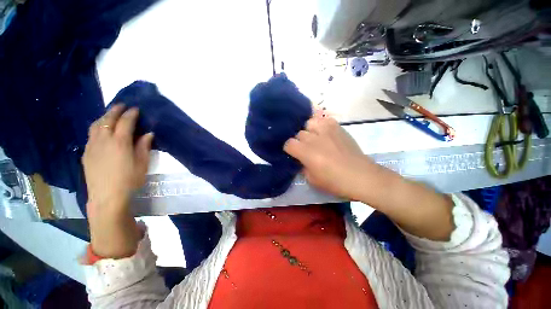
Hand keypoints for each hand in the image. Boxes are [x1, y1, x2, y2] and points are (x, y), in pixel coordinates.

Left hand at [83, 104, 152, 257]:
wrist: (107, 197)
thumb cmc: (129, 180)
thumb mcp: (142, 164)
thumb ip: (144, 147)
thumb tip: (148, 134)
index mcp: (120, 143)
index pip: (125, 122)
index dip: (131, 114)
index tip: (136, 109)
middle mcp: (103, 140)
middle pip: (108, 120)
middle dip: (116, 110)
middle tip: (123, 105)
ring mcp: (92, 146)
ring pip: (96, 125)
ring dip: (104, 117)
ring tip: (111, 115)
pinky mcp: (86, 153)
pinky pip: (91, 135)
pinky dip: (97, 127)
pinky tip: (102, 131)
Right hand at [284, 113, 374, 200]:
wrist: (361, 176)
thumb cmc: (335, 182)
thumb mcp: (312, 180)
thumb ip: (302, 167)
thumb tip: (301, 159)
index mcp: (306, 152)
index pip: (288, 143)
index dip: (289, 149)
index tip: (293, 153)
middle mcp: (314, 138)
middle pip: (298, 133)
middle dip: (299, 141)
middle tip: (306, 148)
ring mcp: (327, 130)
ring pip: (309, 123)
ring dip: (309, 130)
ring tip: (314, 137)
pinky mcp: (338, 127)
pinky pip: (324, 120)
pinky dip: (321, 125)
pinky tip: (324, 133)